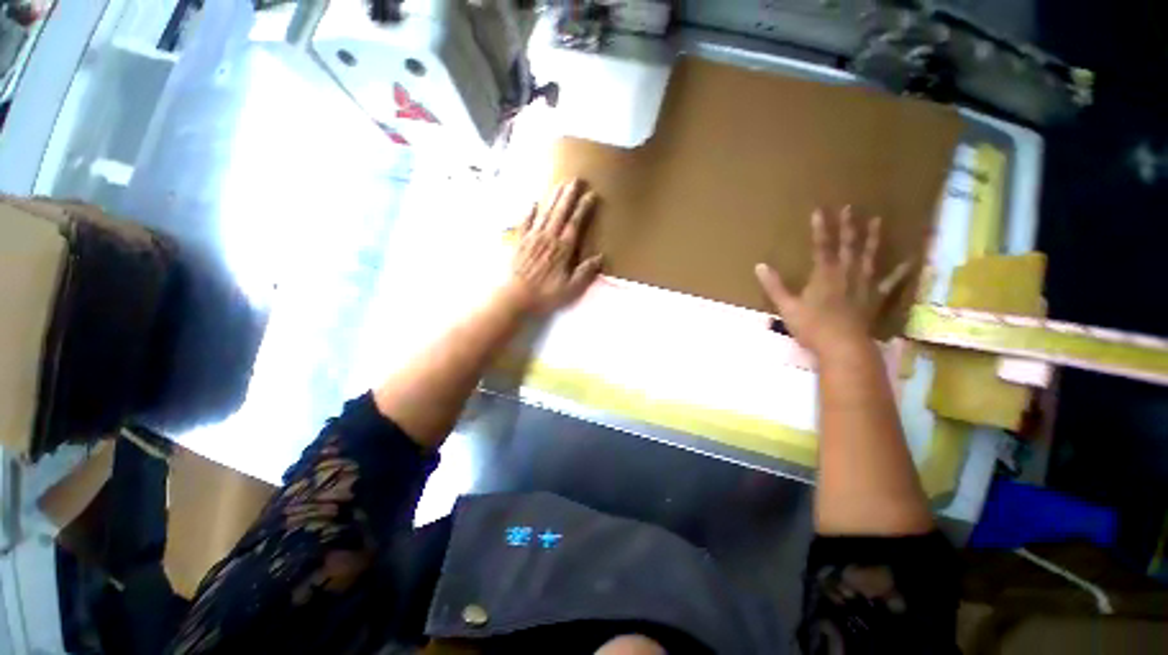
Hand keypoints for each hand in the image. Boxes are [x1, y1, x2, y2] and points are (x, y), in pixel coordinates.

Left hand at [498, 179, 603, 314]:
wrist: (513, 297)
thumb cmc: (544, 295)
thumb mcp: (570, 289)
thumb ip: (585, 272)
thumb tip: (600, 257)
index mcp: (562, 249)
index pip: (575, 224)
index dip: (583, 208)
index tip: (591, 195)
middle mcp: (548, 239)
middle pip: (560, 213)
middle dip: (569, 195)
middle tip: (576, 179)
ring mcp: (532, 238)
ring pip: (545, 213)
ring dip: (553, 198)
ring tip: (560, 184)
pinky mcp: (519, 242)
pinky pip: (525, 222)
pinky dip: (529, 211)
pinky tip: (533, 202)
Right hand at [754, 207, 911, 355]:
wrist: (843, 347)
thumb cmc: (812, 327)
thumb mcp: (786, 307)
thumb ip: (774, 286)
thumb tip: (759, 266)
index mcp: (824, 275)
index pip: (821, 247)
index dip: (820, 228)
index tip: (819, 210)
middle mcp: (846, 274)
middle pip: (847, 247)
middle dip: (848, 227)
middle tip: (851, 207)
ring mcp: (863, 285)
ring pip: (869, 257)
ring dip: (873, 239)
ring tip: (878, 221)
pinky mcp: (874, 298)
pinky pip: (889, 282)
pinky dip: (899, 271)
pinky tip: (909, 261)